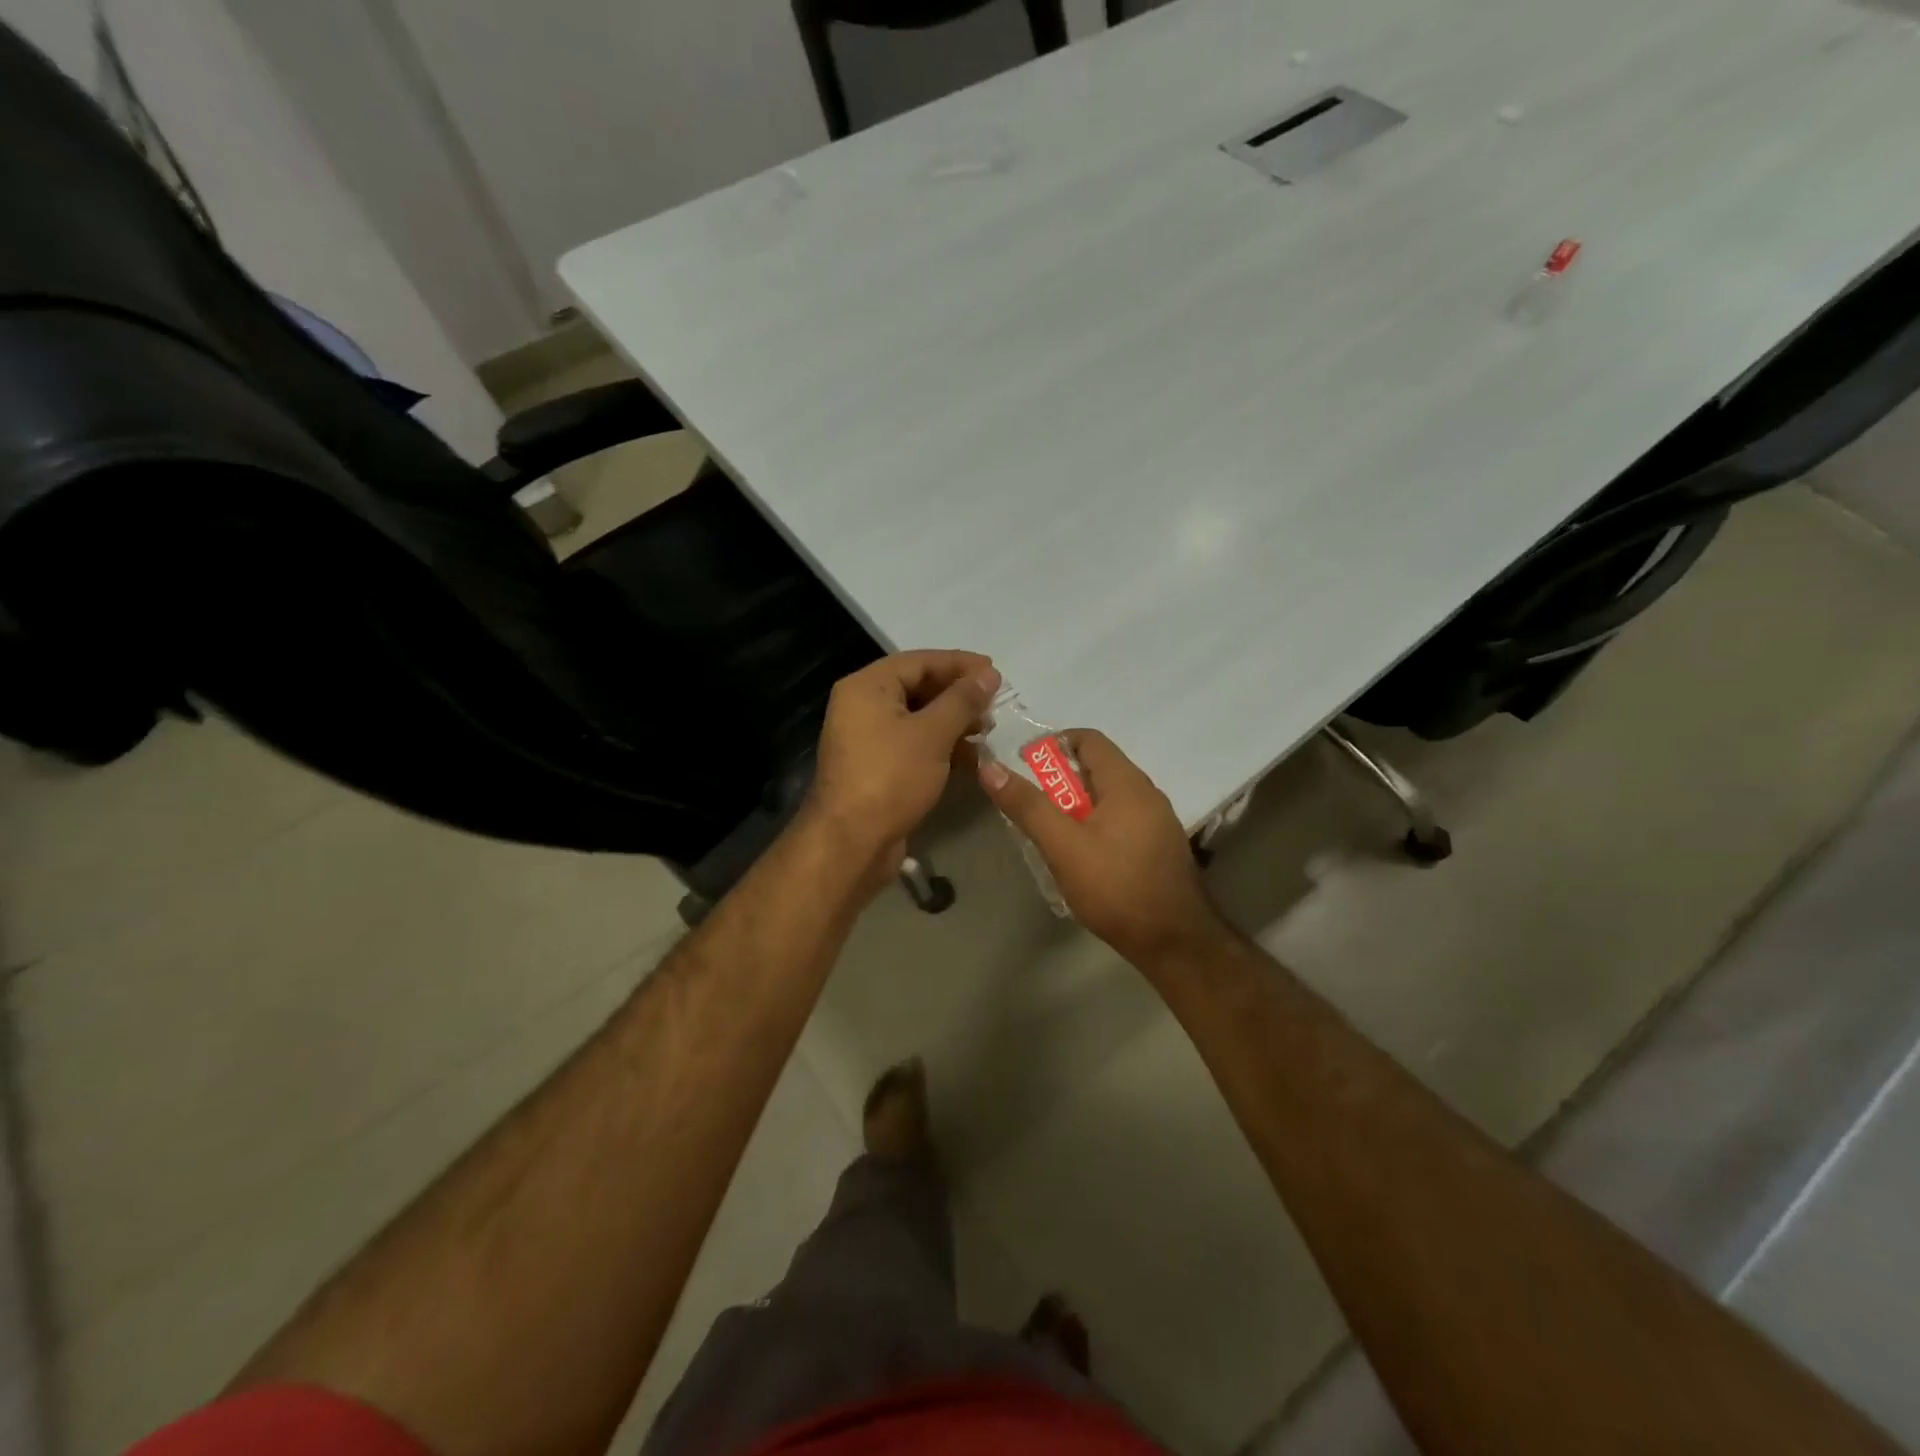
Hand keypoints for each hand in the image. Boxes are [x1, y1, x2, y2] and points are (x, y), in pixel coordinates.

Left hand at [805, 650, 1000, 880]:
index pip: (919, 661)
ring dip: (953, 722)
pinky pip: (913, 745)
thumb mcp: (932, 733)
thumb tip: (988, 674)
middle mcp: (862, 706)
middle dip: (958, 695)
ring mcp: (868, 739)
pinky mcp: (878, 767)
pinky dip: (940, 746)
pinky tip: (971, 757)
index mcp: (867, 687)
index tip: (995, 672)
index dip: (959, 664)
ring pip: (918, 718)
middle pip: (917, 687)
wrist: (851, 842)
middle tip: (994, 704)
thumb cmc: (891, 777)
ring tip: (987, 731)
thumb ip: (962, 700)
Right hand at [977, 729, 1224, 964]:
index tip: (1024, 767)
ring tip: (1050, 832)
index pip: (1088, 739)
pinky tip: (1080, 855)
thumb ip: (1027, 806)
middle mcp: (1147, 793)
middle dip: (1060, 780)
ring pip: (1108, 797)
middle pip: (1097, 768)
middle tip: (1031, 806)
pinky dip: (1095, 824)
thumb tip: (990, 767)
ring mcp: (1157, 821)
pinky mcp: (1158, 847)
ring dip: (1076, 805)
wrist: (1175, 942)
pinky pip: (1120, 819)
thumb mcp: (1063, 847)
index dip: (1052, 745)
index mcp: (1127, 783)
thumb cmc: (1116, 887)